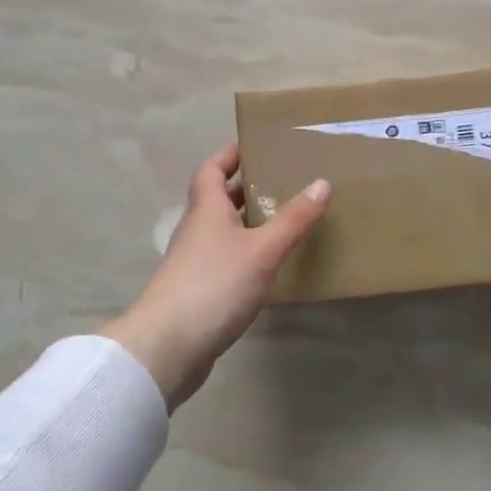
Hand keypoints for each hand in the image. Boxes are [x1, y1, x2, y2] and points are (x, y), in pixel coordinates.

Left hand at [102, 144, 329, 409]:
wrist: (168, 345)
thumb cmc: (215, 285)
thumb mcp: (262, 249)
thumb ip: (293, 219)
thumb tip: (321, 183)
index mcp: (206, 209)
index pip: (211, 169)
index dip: (230, 155)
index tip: (255, 145)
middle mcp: (196, 229)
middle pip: (217, 199)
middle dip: (245, 188)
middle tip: (281, 181)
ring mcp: (194, 262)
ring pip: (222, 231)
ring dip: (246, 222)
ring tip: (283, 220)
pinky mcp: (197, 291)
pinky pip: (224, 259)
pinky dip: (244, 254)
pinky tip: (267, 266)